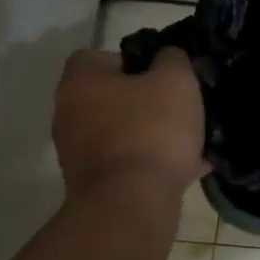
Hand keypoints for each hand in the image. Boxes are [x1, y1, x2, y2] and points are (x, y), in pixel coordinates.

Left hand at [53, 47, 205, 199]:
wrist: (131, 203)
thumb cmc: (152, 131)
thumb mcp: (176, 81)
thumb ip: (173, 59)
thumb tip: (167, 56)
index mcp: (81, 81)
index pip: (101, 56)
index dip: (136, 61)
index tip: (165, 75)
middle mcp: (68, 112)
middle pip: (112, 96)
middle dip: (147, 101)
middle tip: (181, 107)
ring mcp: (76, 151)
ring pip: (123, 131)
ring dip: (152, 134)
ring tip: (190, 142)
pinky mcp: (92, 183)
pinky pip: (128, 162)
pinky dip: (152, 162)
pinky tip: (187, 168)